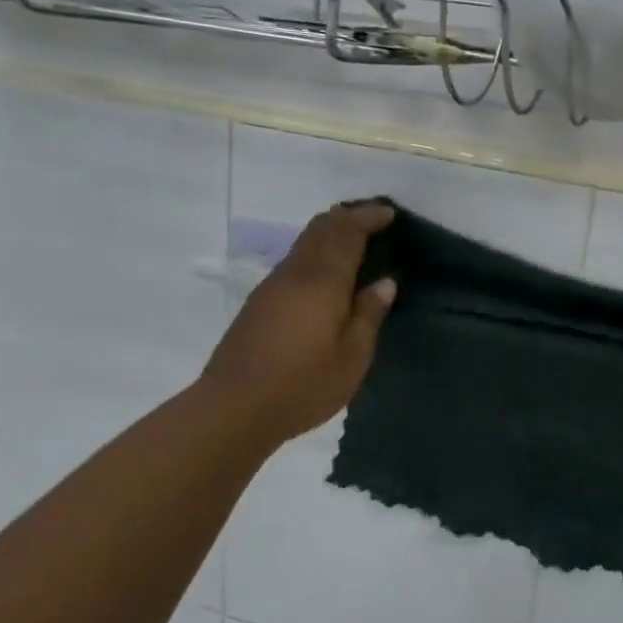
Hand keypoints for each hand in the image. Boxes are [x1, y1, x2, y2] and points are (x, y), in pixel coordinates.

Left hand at [198, 202, 396, 452]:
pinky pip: (295, 260)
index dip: (368, 217)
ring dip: (330, 232)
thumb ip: (368, 315)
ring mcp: (273, 286)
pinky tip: (327, 274)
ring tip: (355, 242)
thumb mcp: (352, 358)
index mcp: (322, 281)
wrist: (233, 409)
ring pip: (304, 242)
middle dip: (348, 216)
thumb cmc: (302, 386)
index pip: (347, 232)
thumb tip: (384, 283)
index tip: (390, 214)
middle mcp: (295, 273)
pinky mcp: (260, 302)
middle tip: (374, 220)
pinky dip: (316, 252)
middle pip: (320, 227)